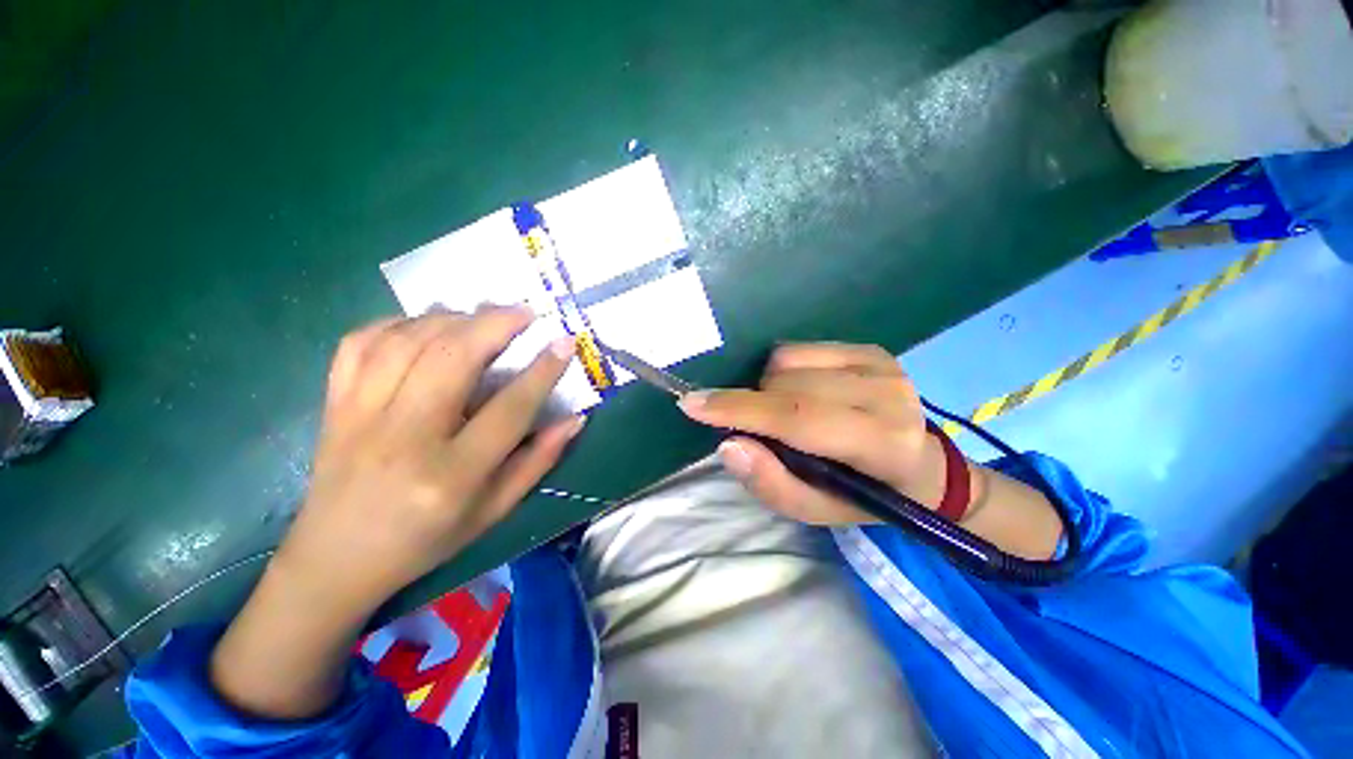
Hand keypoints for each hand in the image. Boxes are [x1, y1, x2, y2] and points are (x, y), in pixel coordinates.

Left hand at [213, 306, 583, 718]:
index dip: (543, 371)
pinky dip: (396, 323)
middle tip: (525, 311)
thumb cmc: (425, 540)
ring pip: (407, 342)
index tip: (564, 342)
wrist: (335, 560)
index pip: (509, 410)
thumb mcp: (494, 512)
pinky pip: (359, 344)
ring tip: (481, 316)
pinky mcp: (333, 405)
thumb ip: (538, 461)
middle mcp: (404, 438)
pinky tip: (423, 325)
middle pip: (452, 359)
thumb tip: (575, 419)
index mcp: (451, 475)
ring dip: (451, 318)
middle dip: (495, 324)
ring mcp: (359, 417)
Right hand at [678, 343, 954, 524]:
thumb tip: (728, 444)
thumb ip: (772, 484)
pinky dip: (784, 371)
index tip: (691, 403)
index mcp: (881, 444)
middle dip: (755, 405)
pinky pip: (799, 348)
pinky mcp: (871, 349)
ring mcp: (882, 365)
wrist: (921, 467)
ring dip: (770, 389)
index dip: (740, 409)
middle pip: (786, 385)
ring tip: (787, 413)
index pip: (798, 418)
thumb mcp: (816, 510)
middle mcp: (887, 395)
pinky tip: (803, 391)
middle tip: (762, 430)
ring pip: (787, 361)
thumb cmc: (864, 496)